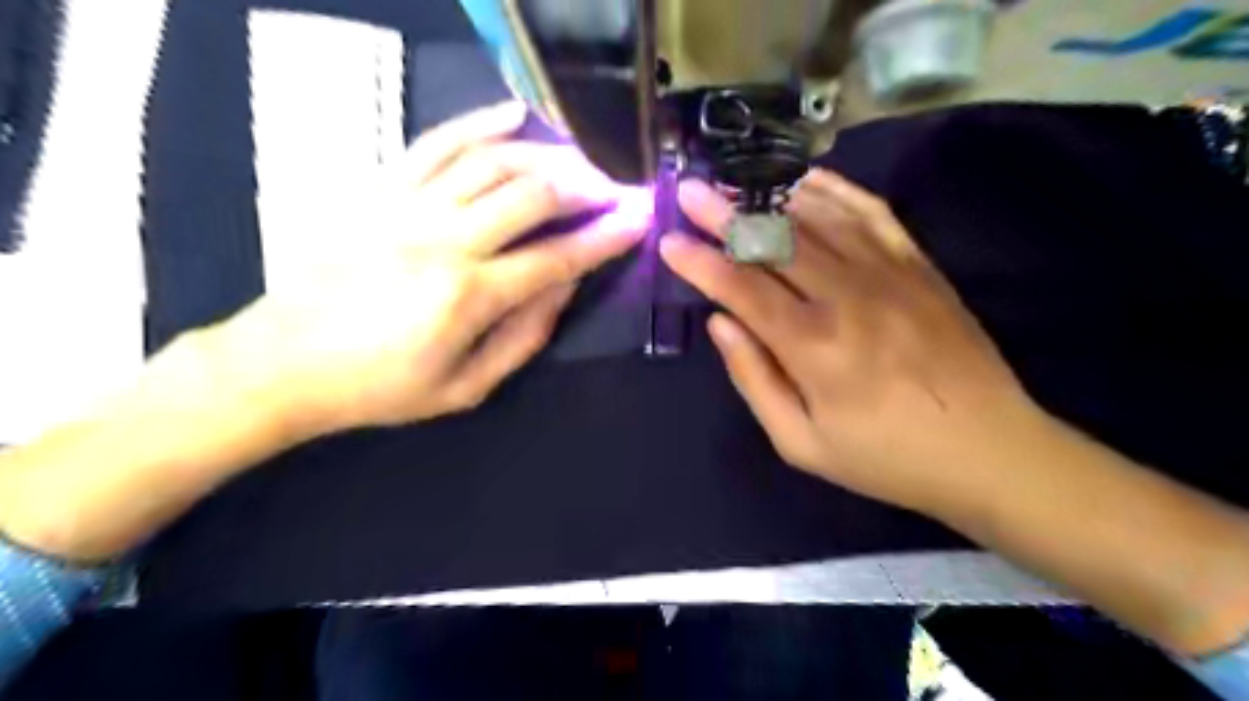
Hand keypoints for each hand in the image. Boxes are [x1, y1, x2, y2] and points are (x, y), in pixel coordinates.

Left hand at [213, 101, 648, 434]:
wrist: (284, 362)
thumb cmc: (381, 387)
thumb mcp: (466, 387)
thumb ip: (525, 336)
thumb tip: (565, 287)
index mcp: (469, 296)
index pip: (558, 257)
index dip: (605, 238)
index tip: (639, 220)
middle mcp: (445, 240)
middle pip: (533, 196)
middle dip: (586, 189)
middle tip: (613, 192)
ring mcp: (409, 206)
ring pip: (493, 161)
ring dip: (547, 156)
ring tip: (579, 160)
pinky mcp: (381, 189)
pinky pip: (437, 142)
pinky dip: (479, 122)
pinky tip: (514, 114)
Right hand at [662, 173, 1035, 518]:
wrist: (987, 448)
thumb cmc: (884, 456)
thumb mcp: (801, 443)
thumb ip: (754, 379)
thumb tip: (720, 324)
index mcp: (812, 346)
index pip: (741, 288)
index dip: (700, 262)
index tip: (669, 242)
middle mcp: (845, 296)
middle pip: (774, 242)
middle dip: (725, 213)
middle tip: (690, 190)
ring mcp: (887, 272)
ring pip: (817, 218)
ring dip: (769, 196)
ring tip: (733, 179)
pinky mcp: (917, 264)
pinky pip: (870, 212)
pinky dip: (834, 190)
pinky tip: (805, 180)